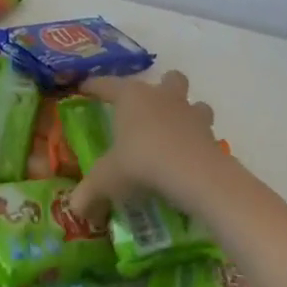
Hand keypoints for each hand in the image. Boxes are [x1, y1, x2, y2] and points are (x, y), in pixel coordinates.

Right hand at [69, 69, 223, 224]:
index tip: (84, 87)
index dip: (94, 86)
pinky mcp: (211, 134)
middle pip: (167, 78)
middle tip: (150, 109)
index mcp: (131, 96)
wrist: (194, 174)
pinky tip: (190, 158)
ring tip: (177, 132)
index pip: (107, 84)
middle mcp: (162, 96)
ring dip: (187, 112)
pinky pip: (206, 133)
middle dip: (162, 88)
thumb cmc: (141, 162)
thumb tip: (75, 207)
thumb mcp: (107, 180)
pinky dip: (199, 142)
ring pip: (194, 101)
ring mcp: (190, 113)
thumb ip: (89, 192)